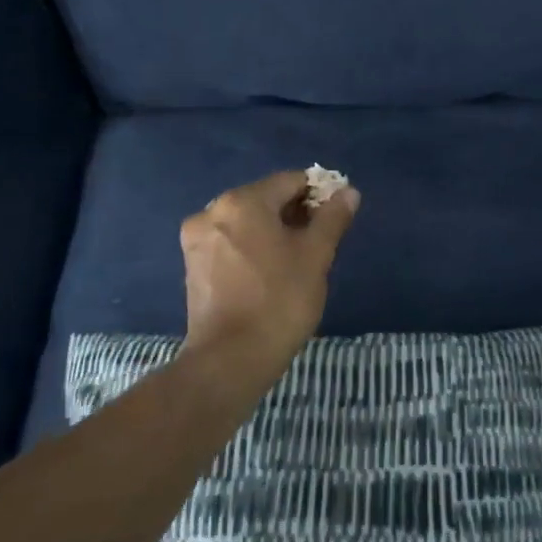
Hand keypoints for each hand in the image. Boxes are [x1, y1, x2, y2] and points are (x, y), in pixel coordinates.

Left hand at [179, 171, 360, 384]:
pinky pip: (230, 241)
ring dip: (273, 230)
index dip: (318, 194)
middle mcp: (212, 211)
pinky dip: (252, 247)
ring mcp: (197, 239)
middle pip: (265, 198)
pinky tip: (270, 272)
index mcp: (242, 201)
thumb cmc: (280, 301)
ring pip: (247, 221)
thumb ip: (332, 218)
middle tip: (320, 241)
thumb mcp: (316, 256)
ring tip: (297, 260)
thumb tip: (348, 192)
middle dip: (295, 213)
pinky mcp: (192, 265)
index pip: (290, 181)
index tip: (335, 218)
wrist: (230, 360)